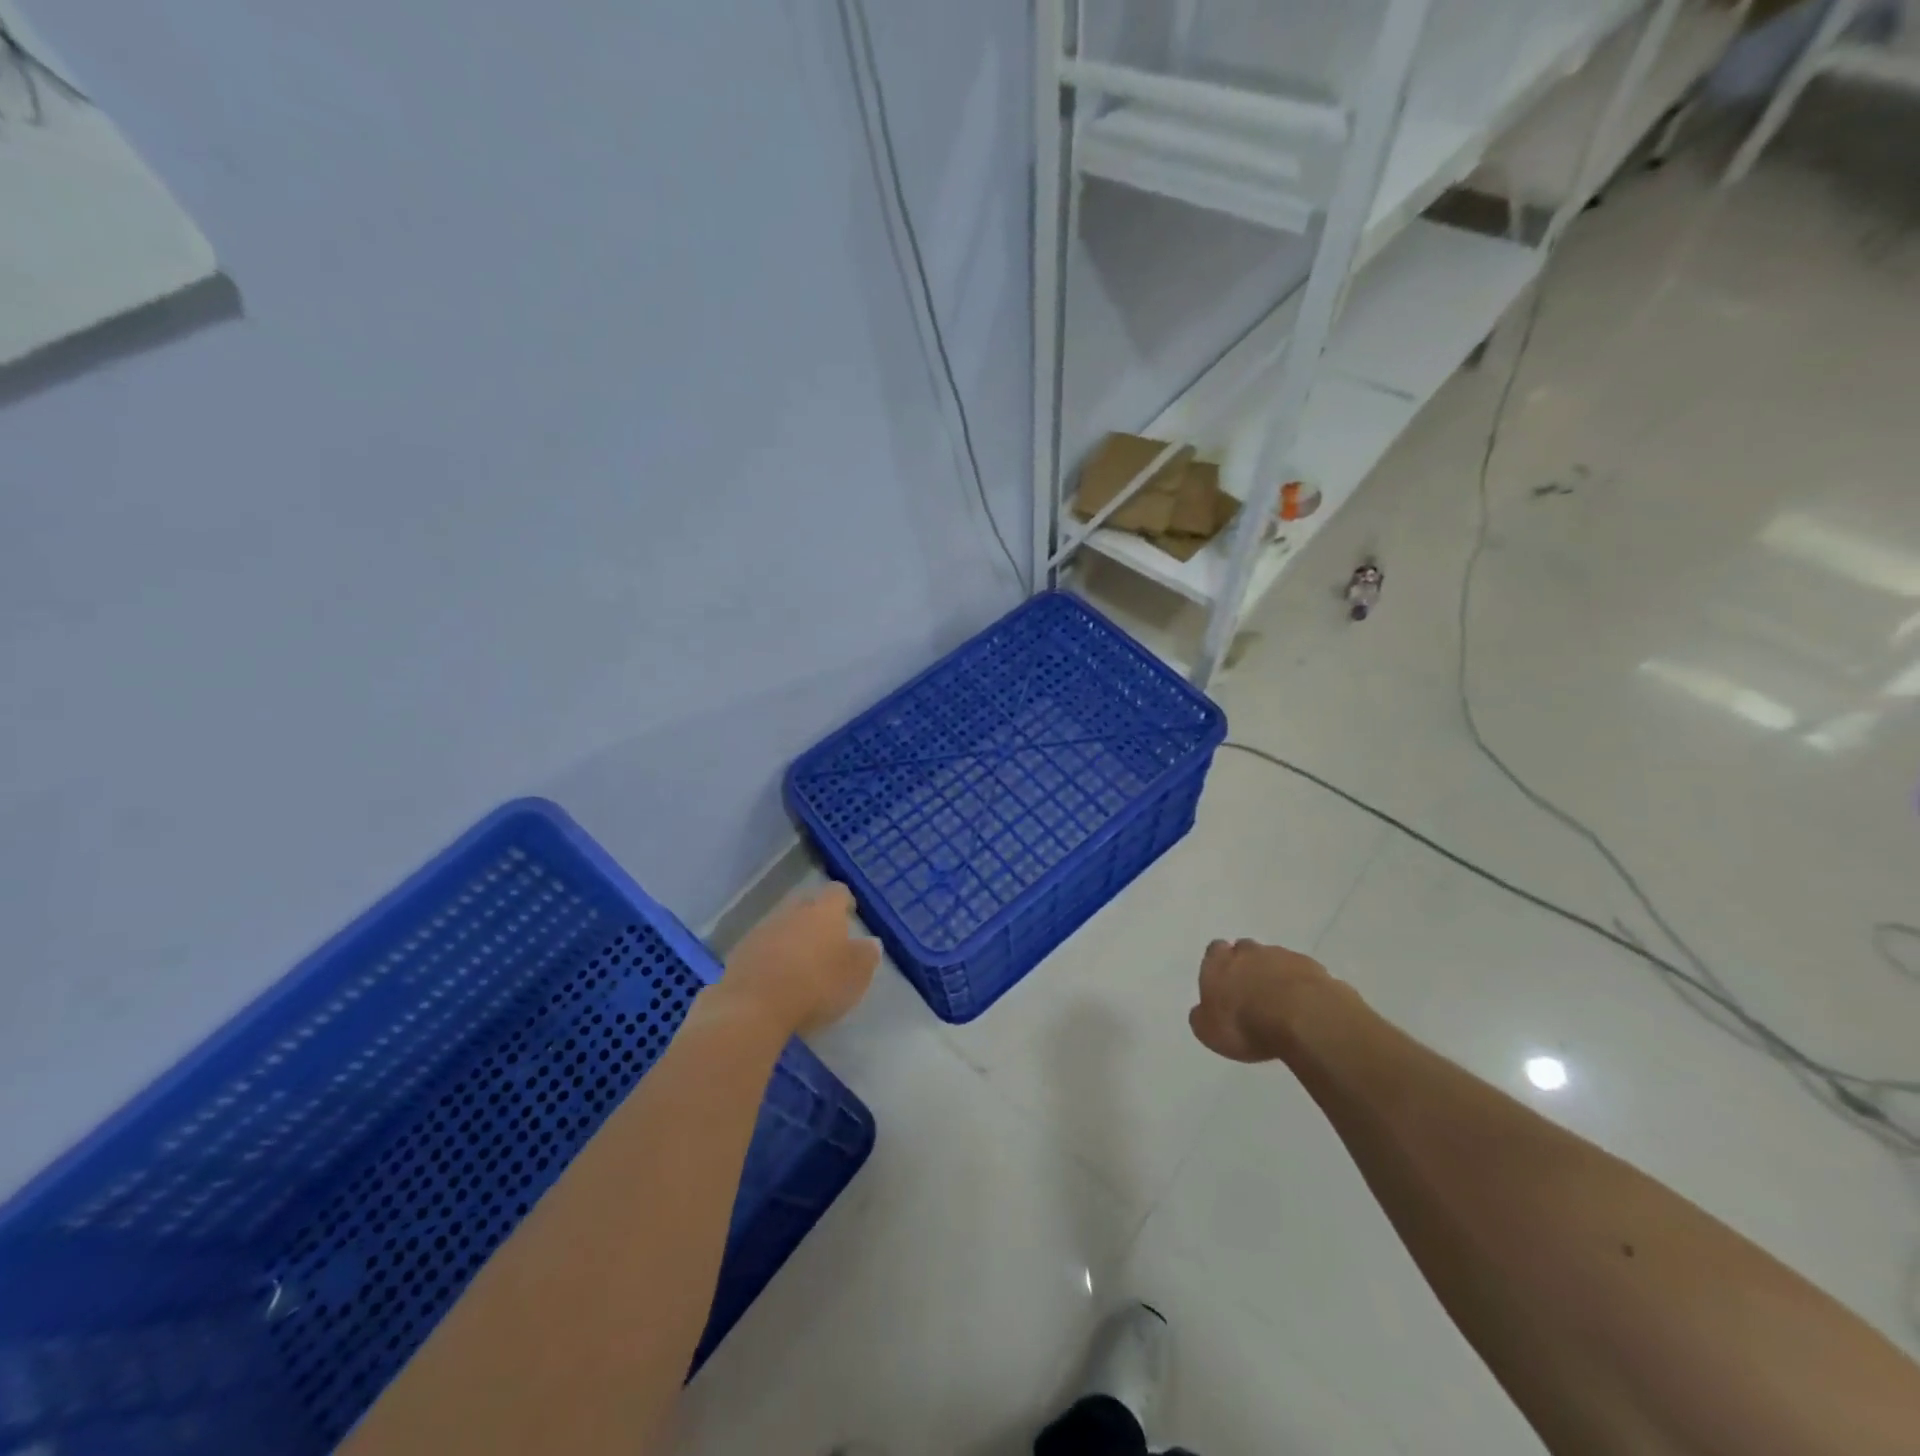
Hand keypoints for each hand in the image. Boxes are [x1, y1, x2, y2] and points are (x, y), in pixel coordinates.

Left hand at [715, 884, 879, 1037]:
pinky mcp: (741, 951)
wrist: (754, 1007)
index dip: (844, 902)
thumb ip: (866, 956)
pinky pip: (763, 945)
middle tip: (826, 940)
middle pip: (807, 903)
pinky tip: (776, 978)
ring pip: (783, 923)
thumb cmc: (816, 986)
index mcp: (825, 911)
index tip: (849, 916)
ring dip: (792, 936)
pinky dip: (771, 955)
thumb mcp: (855, 976)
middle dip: (816, 916)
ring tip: (800, 963)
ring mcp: (764, 929)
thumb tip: (870, 943)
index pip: (838, 892)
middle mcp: (793, 911)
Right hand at [1189, 938, 1346, 1063]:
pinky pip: (1302, 973)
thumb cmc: (1245, 1024)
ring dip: (1276, 976)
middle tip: (1252, 993)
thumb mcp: (1209, 1032)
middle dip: (1248, 967)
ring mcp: (1282, 956)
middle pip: (1245, 951)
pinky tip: (1305, 1007)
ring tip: (1281, 1004)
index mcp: (1218, 962)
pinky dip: (1301, 986)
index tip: (1225, 985)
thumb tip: (1202, 1012)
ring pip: (1275, 960)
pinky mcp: (1312, 967)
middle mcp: (1248, 951)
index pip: (1214, 951)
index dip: (1219, 966)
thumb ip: (1202, 1017)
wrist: (1302, 1017)